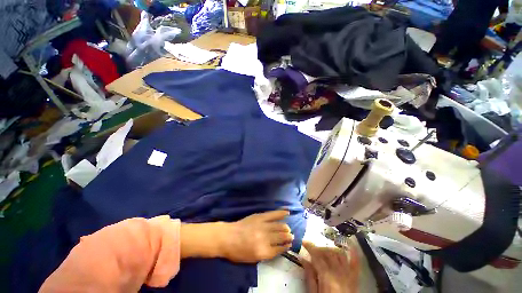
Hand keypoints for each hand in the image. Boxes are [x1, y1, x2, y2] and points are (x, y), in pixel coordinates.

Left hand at [219, 210, 293, 262]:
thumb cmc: (238, 252)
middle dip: (288, 236)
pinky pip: (273, 214)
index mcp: (263, 251)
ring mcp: (262, 226)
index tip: (289, 244)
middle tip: (291, 236)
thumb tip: (278, 248)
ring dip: (285, 227)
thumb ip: (266, 254)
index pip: (279, 249)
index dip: (285, 246)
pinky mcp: (260, 216)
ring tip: (288, 228)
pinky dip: (281, 213)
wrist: (228, 237)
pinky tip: (287, 212)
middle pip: (281, 237)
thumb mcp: (252, 259)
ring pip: (279, 226)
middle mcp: (265, 238)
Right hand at [300, 241, 358, 292]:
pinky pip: (356, 263)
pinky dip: (353, 253)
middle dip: (319, 248)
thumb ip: (309, 277)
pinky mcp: (355, 278)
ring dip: (331, 249)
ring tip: (324, 251)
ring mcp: (349, 275)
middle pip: (328, 253)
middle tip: (311, 249)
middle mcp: (339, 273)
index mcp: (327, 278)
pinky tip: (350, 244)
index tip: (303, 242)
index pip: (317, 256)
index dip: (310, 247)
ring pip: (340, 254)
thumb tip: (302, 259)